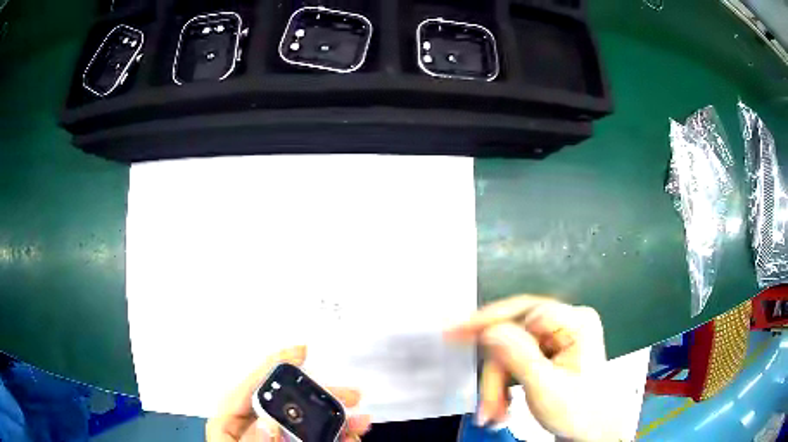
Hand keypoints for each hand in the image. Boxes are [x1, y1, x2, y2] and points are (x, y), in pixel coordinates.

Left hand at [206, 346, 371, 441]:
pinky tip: (350, 438)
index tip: (302, 350)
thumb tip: (269, 422)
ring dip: (335, 420)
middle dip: (320, 397)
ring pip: (305, 422)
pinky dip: (334, 437)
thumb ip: (252, 441)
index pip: (251, 386)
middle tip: (352, 395)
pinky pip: (313, 437)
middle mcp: (253, 425)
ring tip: (361, 422)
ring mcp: (273, 436)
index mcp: (231, 421)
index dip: (274, 365)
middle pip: (285, 402)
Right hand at [445, 295, 609, 441]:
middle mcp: (566, 323)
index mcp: (577, 323)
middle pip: (513, 333)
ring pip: (508, 351)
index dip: (492, 324)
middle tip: (483, 403)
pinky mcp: (546, 352)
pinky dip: (502, 385)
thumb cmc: (580, 411)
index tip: (457, 335)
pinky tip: (503, 405)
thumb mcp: (547, 388)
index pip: (527, 312)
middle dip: (495, 372)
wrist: (590, 430)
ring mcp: (555, 338)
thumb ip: (518, 356)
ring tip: (495, 413)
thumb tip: (489, 330)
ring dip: (496, 385)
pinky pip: (512, 361)